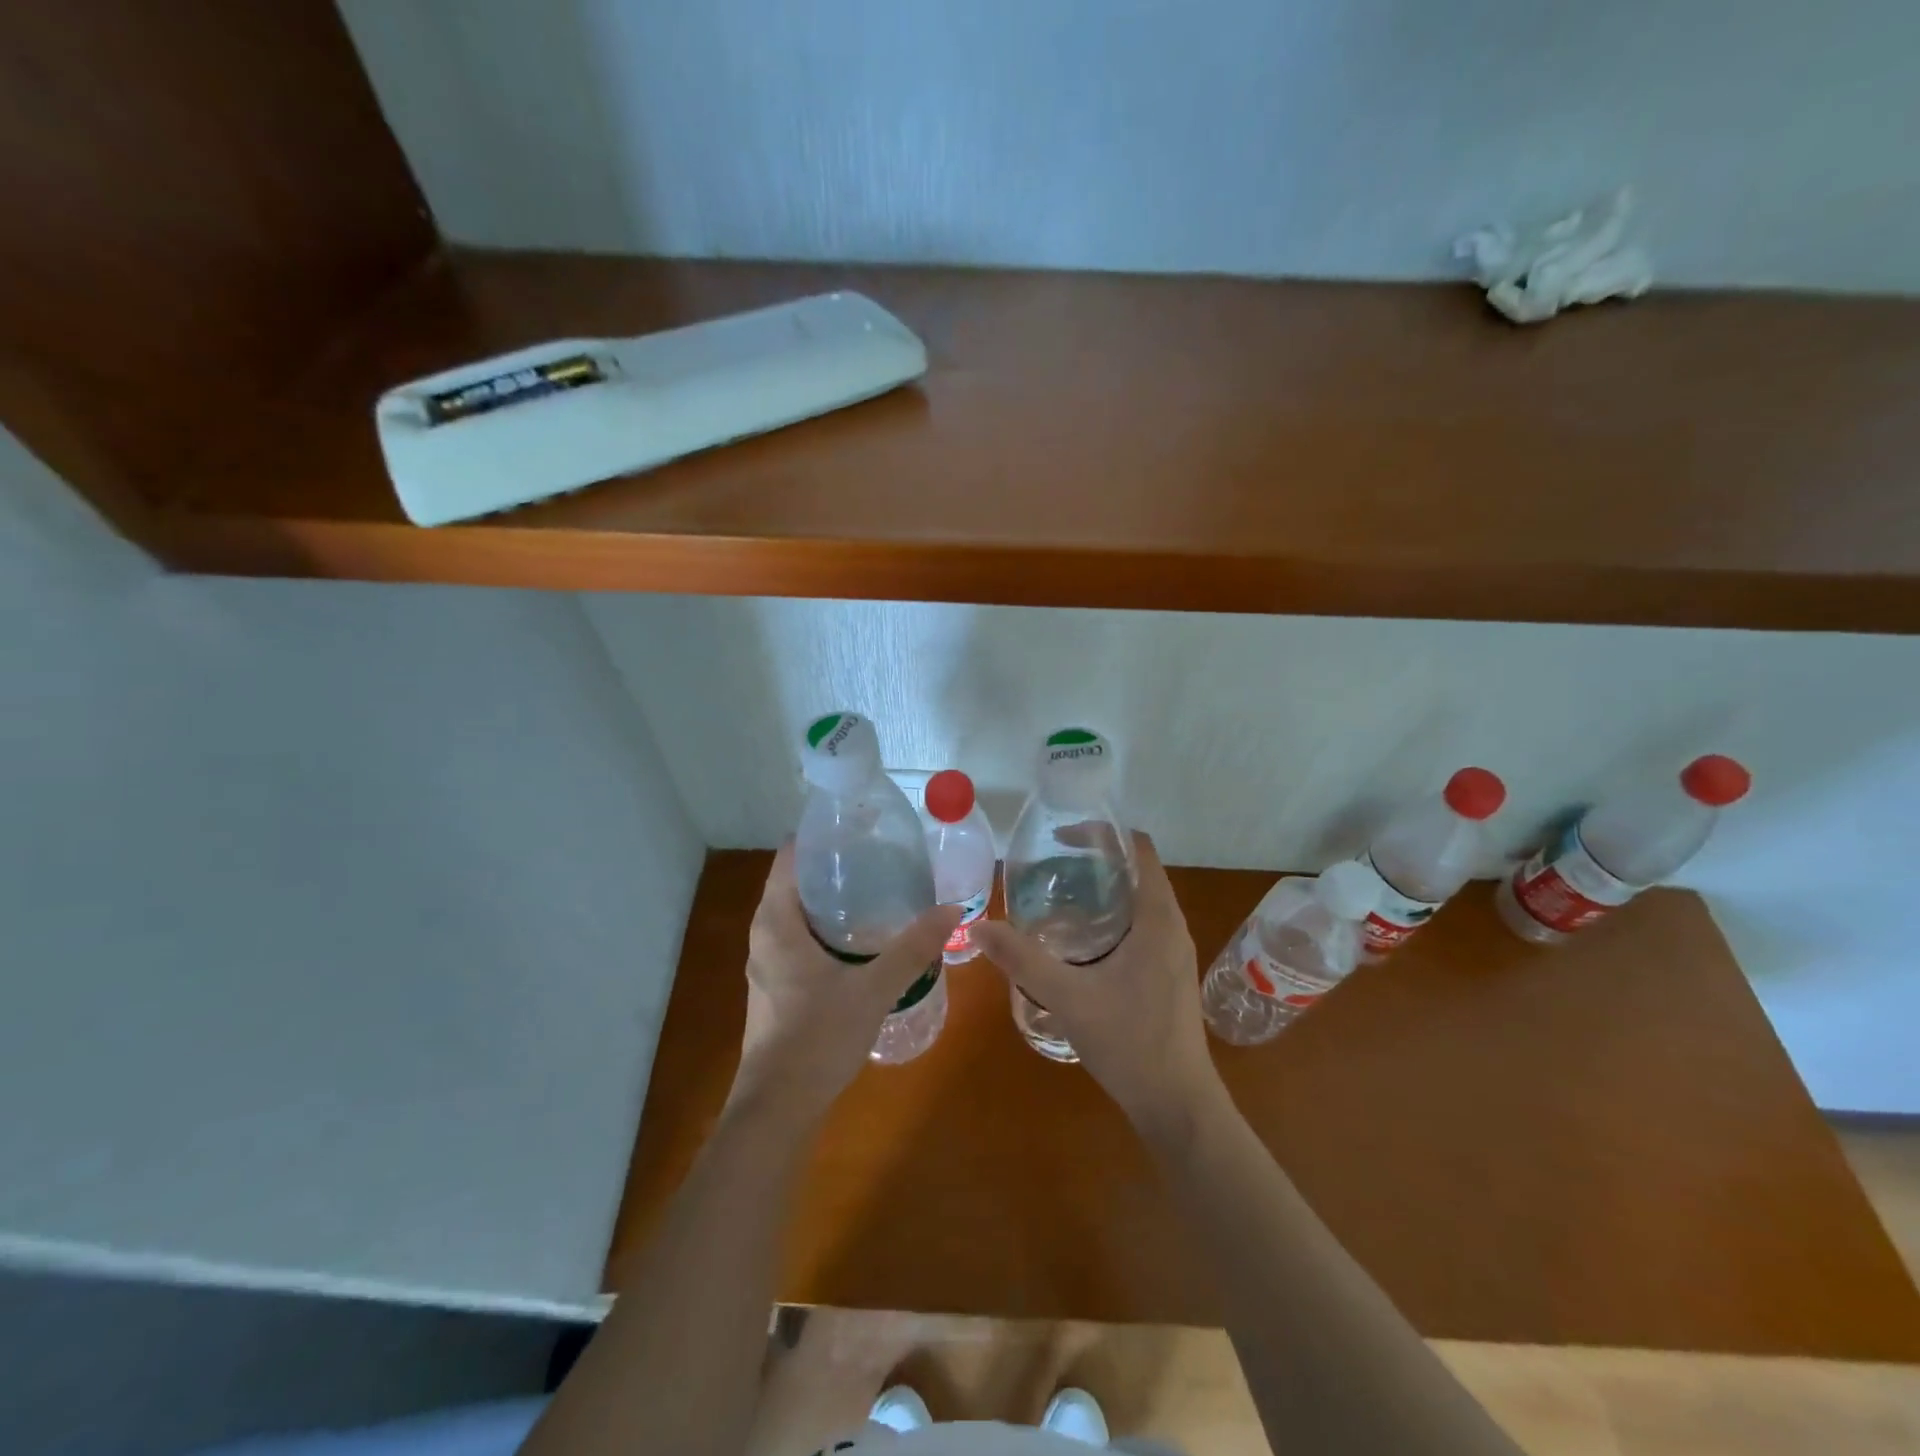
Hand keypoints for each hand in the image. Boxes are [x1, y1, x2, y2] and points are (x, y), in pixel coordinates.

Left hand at [728, 843, 960, 1126]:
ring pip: (800, 909)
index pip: (791, 855)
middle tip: (883, 853)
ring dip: (835, 895)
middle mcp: (765, 932)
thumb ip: (912, 948)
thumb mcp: (873, 989)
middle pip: (798, 879)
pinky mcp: (777, 982)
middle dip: (838, 863)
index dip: (823, 834)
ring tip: (881, 884)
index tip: (863, 825)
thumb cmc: (816, 1038)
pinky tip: (865, 933)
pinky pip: (802, 934)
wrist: (778, 1108)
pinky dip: (830, 922)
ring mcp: (768, 959)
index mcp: (776, 920)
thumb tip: (952, 910)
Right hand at [972, 832, 1221, 1132]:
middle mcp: (1172, 926)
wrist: (1177, 1105)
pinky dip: (1111, 917)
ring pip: (1139, 901)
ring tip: (1057, 897)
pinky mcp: (1169, 973)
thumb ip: (1022, 960)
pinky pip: (1141, 926)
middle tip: (1049, 867)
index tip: (1061, 839)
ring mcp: (1174, 951)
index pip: (1139, 849)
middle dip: (1095, 861)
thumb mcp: (1068, 997)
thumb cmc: (1130, 1043)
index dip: (1102, 834)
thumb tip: (977, 927)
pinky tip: (1078, 941)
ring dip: (1103, 891)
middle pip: (1137, 871)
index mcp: (1158, 918)